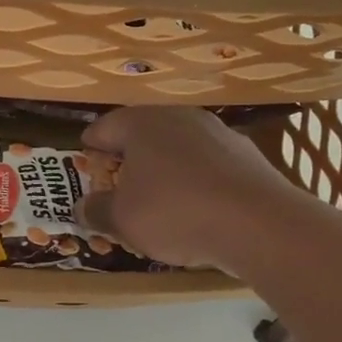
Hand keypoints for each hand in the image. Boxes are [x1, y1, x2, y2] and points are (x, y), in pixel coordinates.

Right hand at [77, 107, 304, 270]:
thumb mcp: (122, 220)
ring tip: (158, 197)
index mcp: (141, 124)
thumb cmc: (174, 213)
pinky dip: (196, 180)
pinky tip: (197, 207)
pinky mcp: (247, 154)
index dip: (91, 146)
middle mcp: (178, 117)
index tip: (85, 161)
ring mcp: (217, 132)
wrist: (259, 224)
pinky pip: (208, 164)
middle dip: (129, 157)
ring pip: (178, 147)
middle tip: (118, 182)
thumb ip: (97, 210)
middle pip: (143, 134)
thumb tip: (82, 207)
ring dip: (165, 168)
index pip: (104, 127)